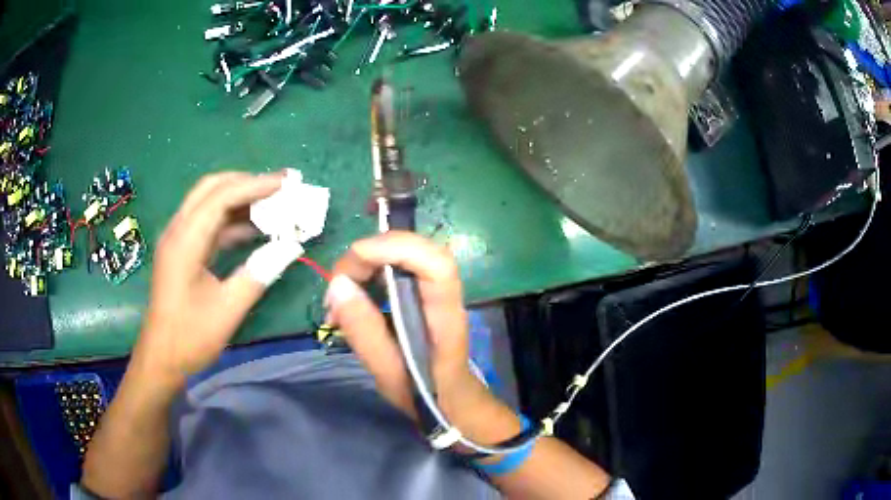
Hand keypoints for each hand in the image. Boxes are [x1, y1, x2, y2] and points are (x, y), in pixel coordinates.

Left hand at [136, 172, 286, 386]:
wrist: (161, 359)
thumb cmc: (190, 337)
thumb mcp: (228, 310)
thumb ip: (258, 274)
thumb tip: (291, 247)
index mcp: (185, 241)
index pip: (221, 196)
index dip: (256, 185)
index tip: (287, 184)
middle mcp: (178, 230)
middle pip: (212, 188)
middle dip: (247, 182)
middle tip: (280, 186)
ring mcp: (178, 240)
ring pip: (209, 203)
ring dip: (240, 199)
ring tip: (273, 203)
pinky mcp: (182, 251)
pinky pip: (208, 224)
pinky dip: (232, 220)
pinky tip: (254, 230)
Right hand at [328, 232, 512, 440]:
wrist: (452, 403)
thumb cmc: (427, 394)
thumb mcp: (389, 373)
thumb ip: (365, 331)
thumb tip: (337, 284)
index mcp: (445, 314)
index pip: (435, 263)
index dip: (396, 247)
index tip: (355, 257)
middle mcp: (442, 294)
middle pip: (411, 251)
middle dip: (366, 258)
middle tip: (335, 291)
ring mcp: (431, 292)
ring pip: (398, 256)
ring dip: (361, 267)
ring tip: (337, 301)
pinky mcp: (418, 295)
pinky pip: (391, 270)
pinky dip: (365, 277)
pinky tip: (348, 302)